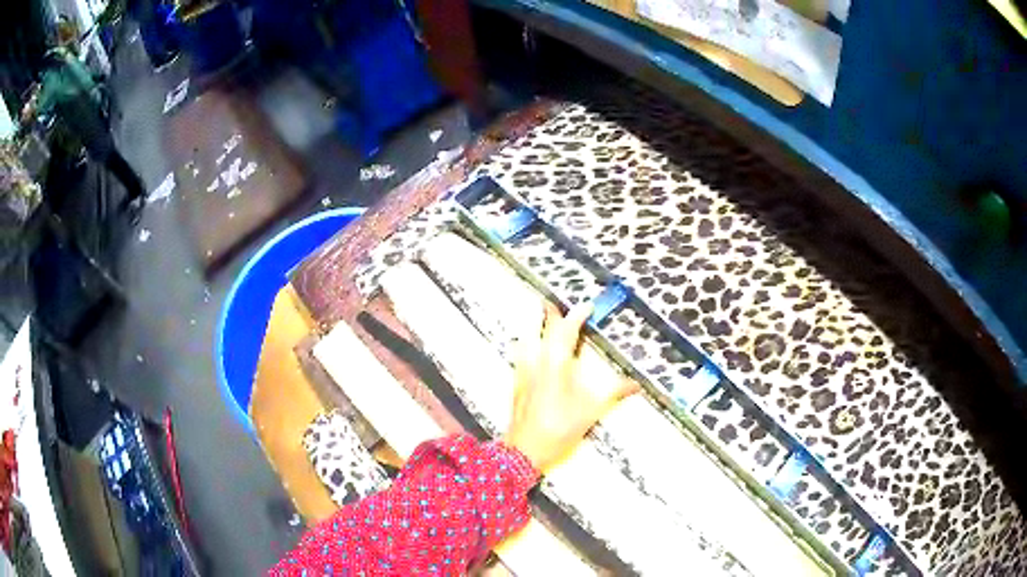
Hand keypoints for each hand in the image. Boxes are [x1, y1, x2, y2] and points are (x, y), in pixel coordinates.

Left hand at [504, 302, 638, 471]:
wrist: (525, 449)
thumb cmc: (559, 427)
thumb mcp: (591, 410)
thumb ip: (613, 393)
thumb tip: (636, 384)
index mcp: (557, 363)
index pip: (566, 330)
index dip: (577, 315)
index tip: (587, 306)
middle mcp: (538, 361)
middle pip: (544, 329)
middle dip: (551, 314)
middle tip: (556, 302)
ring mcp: (524, 371)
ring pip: (527, 338)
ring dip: (535, 326)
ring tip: (539, 316)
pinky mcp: (517, 383)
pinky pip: (521, 354)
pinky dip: (526, 344)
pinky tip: (528, 348)